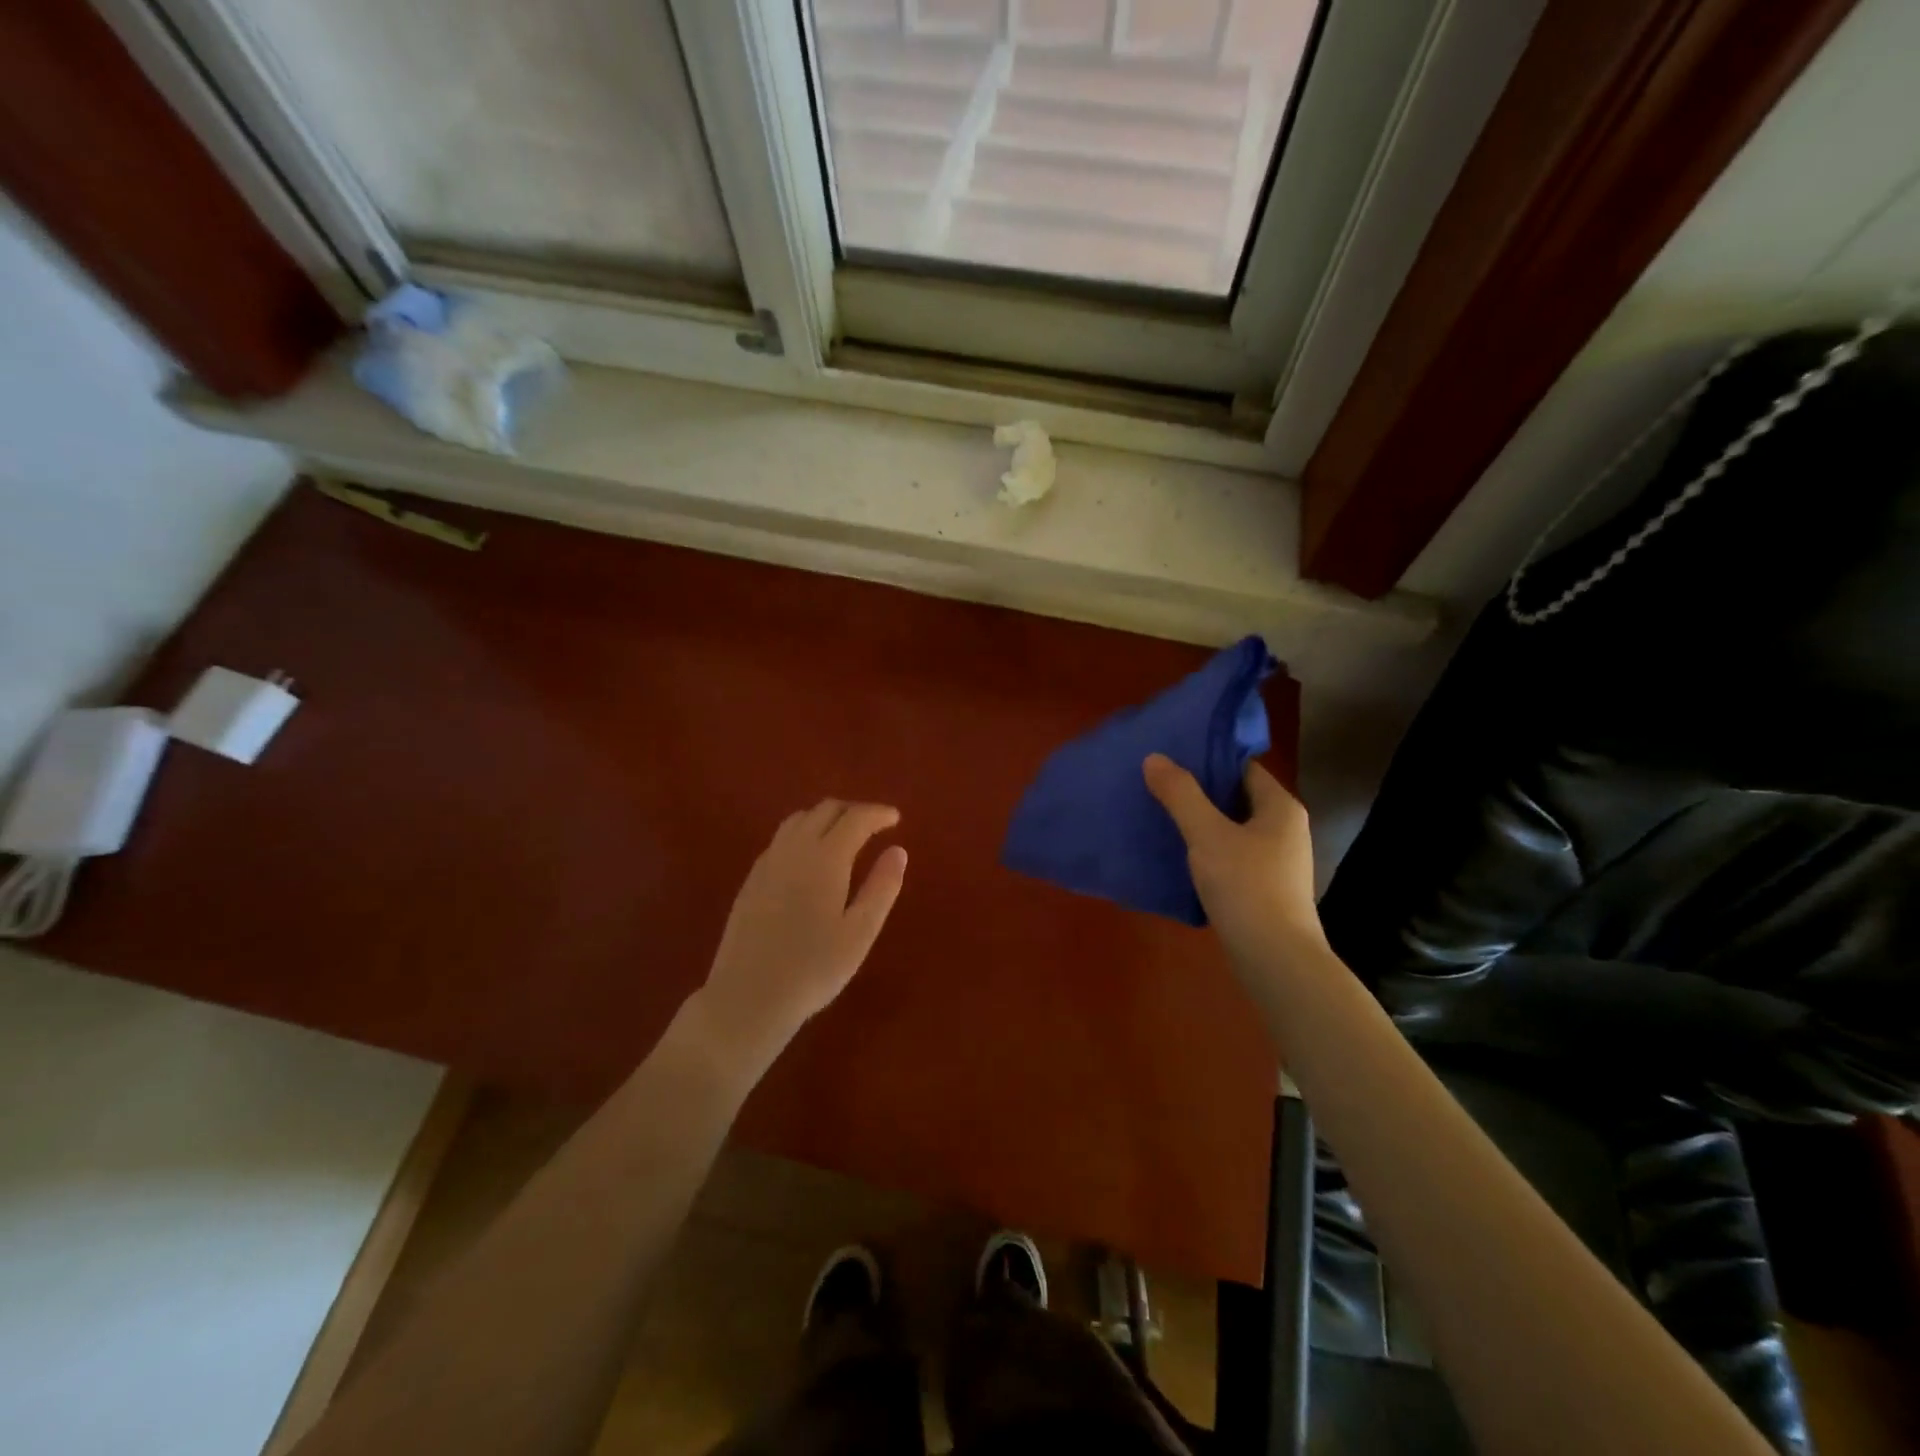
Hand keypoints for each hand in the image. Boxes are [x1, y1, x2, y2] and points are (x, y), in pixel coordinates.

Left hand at [691, 800, 907, 1066]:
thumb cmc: (813, 968)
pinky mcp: (752, 879)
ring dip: (826, 817)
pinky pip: (781, 839)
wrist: (748, 996)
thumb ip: (882, 887)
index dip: (878, 813)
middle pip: (825, 810)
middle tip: (875, 825)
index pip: (855, 818)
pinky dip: (803, 833)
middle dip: (853, 810)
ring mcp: (768, 862)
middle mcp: (794, 849)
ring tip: (844, 835)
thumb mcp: (860, 932)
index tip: (895, 818)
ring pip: (799, 820)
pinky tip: (810, 858)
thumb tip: (898, 851)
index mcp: (825, 858)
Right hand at [1143, 754, 1324, 963]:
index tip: (1170, 758)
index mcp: (1280, 807)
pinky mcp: (1265, 889)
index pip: (1242, 767)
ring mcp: (1277, 862)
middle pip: (1236, 798)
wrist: (1276, 960)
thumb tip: (1154, 758)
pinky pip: (1232, 857)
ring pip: (1232, 830)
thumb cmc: (1246, 887)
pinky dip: (1207, 852)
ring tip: (1160, 816)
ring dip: (1200, 823)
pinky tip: (1178, 856)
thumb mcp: (1207, 835)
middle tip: (1157, 785)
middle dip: (1198, 792)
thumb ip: (1180, 795)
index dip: (1208, 760)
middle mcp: (1285, 829)